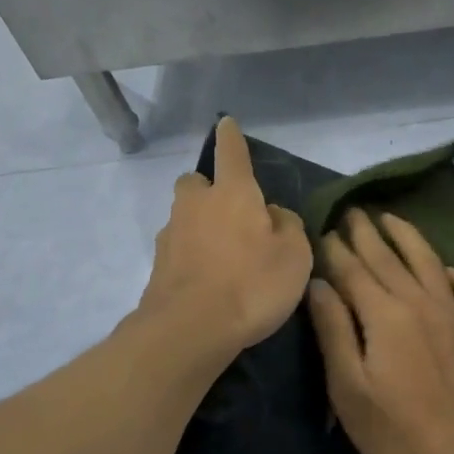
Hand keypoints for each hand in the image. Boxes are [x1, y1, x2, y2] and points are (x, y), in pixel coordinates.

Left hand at [138, 117, 313, 357]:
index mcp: (233, 193)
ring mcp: (171, 235)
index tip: (226, 123)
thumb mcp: (294, 255)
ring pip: (184, 217)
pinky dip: (192, 256)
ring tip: (224, 256)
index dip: (230, 137)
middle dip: (208, 188)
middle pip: (196, 182)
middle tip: (230, 212)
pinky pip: (179, 249)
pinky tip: (208, 281)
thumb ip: (287, 226)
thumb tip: (272, 216)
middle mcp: (196, 205)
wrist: (190, 329)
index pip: (231, 153)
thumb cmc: (252, 283)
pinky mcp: (158, 267)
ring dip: (200, 225)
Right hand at [307, 210, 453, 453]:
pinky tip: (445, 266)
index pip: (354, 270)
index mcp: (384, 314)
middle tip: (351, 211)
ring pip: (427, 260)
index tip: (324, 230)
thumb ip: (333, 330)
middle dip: (366, 233)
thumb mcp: (348, 387)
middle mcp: (420, 301)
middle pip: (388, 258)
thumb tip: (319, 284)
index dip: (337, 249)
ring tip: (390, 218)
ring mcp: (453, 312)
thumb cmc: (394, 428)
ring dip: (406, 236)